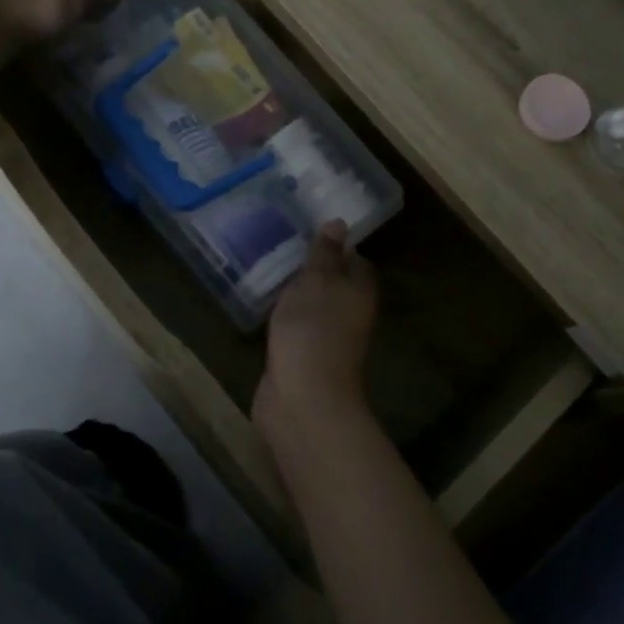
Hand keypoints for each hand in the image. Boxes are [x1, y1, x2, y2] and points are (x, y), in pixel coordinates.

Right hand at [254, 223, 377, 431]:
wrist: (302, 399)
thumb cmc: (313, 331)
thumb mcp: (317, 282)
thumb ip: (324, 253)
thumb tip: (339, 223)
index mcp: (360, 291)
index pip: (354, 260)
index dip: (335, 246)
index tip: (309, 230)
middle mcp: (349, 314)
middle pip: (334, 284)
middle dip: (312, 269)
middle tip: (281, 245)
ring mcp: (326, 338)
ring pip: (313, 307)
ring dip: (295, 293)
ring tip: (267, 268)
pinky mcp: (302, 357)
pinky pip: (295, 328)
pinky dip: (283, 317)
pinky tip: (263, 305)